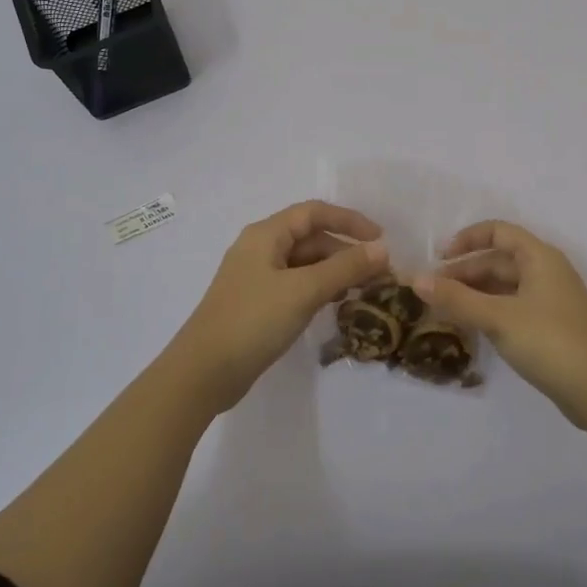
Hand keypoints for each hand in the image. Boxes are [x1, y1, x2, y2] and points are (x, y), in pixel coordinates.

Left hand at [169, 200, 389, 413]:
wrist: (203, 373)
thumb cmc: (253, 321)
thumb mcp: (304, 291)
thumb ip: (345, 268)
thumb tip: (382, 248)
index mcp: (266, 235)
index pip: (314, 213)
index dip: (349, 221)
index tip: (381, 239)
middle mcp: (260, 249)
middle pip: (311, 238)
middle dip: (346, 251)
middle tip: (379, 274)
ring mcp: (257, 278)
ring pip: (305, 264)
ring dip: (335, 272)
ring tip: (364, 290)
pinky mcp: (258, 304)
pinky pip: (296, 285)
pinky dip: (320, 289)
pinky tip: (336, 305)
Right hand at [413, 220, 586, 427]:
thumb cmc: (550, 342)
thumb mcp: (497, 318)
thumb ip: (456, 299)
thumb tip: (415, 280)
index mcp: (539, 257)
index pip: (498, 231)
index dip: (467, 239)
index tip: (439, 259)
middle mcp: (547, 271)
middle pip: (499, 259)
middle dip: (465, 272)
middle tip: (433, 291)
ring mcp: (552, 300)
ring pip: (506, 285)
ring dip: (476, 293)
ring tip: (446, 309)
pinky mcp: (552, 326)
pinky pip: (514, 306)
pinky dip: (491, 310)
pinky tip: (473, 327)